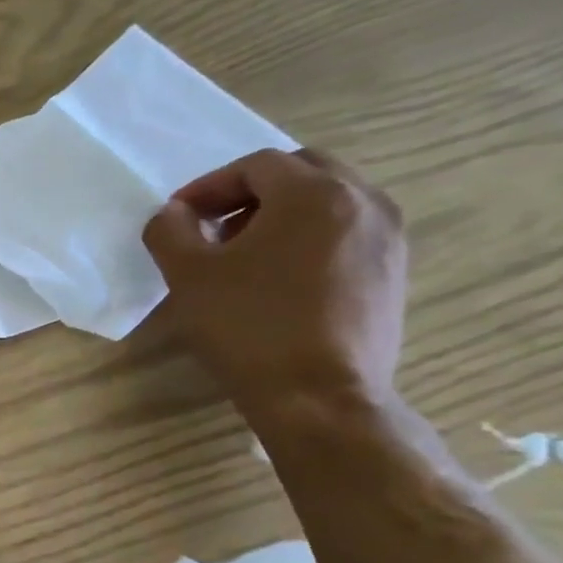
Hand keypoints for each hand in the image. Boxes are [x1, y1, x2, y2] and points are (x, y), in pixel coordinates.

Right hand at [142, 148, 406, 419]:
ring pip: (330, 201)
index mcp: (314, 194)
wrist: (319, 397)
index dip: (208, 186)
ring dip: (281, 213)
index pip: (256, 166)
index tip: (178, 217)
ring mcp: (388, 238)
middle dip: (250, 192)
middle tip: (213, 226)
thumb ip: (170, 230)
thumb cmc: (249, 326)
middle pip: (302, 172)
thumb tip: (174, 214)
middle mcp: (364, 202)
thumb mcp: (187, 275)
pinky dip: (309, 237)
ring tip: (243, 254)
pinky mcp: (393, 272)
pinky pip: (346, 232)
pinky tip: (278, 278)